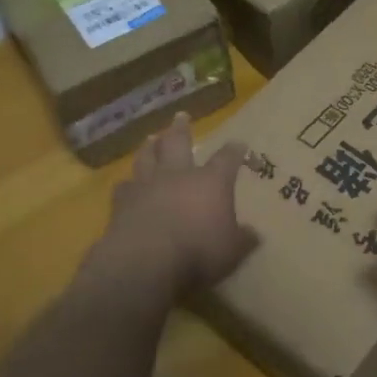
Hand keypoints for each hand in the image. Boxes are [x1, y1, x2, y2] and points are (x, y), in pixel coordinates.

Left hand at [96, 112, 258, 300]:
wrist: (145, 260)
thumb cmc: (198, 252)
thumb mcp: (232, 251)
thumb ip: (243, 239)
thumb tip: (254, 234)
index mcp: (211, 182)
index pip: (227, 159)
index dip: (234, 151)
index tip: (239, 144)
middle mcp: (178, 175)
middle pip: (179, 143)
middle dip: (182, 129)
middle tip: (181, 115)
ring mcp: (147, 186)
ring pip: (147, 157)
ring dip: (150, 147)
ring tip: (151, 138)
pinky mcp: (122, 203)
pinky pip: (124, 186)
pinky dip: (127, 183)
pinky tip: (126, 183)